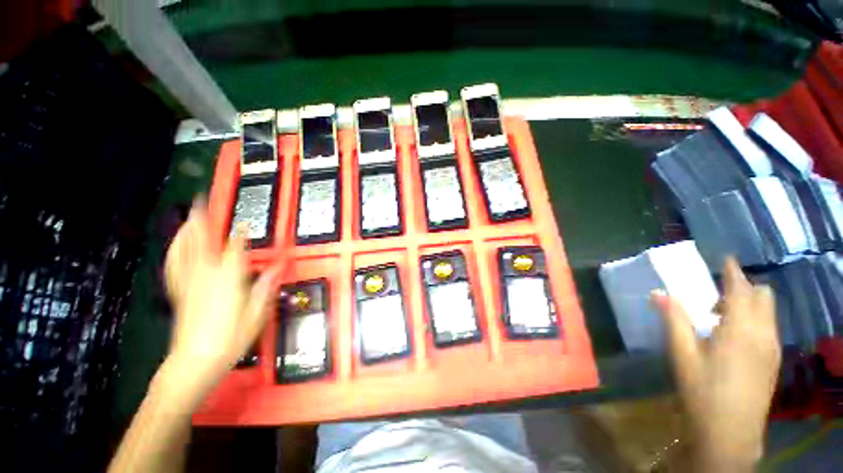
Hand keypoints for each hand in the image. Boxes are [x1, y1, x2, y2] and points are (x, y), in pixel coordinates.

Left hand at [161, 201, 278, 406]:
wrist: (195, 361)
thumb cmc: (229, 339)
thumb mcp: (256, 314)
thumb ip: (265, 287)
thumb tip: (276, 269)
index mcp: (227, 280)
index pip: (235, 250)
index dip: (240, 234)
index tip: (244, 222)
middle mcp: (205, 276)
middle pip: (202, 242)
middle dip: (202, 220)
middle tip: (201, 202)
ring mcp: (189, 283)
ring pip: (184, 251)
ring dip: (186, 231)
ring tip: (188, 217)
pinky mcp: (179, 292)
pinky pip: (174, 265)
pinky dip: (175, 251)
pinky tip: (176, 245)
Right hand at [651, 257, 780, 470]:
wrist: (730, 434)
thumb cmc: (702, 391)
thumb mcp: (682, 355)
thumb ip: (673, 320)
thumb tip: (659, 292)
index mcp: (741, 328)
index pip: (741, 289)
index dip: (733, 271)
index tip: (724, 258)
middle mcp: (763, 333)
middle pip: (763, 296)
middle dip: (742, 289)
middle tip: (714, 299)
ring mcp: (772, 348)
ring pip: (767, 312)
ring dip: (748, 305)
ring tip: (720, 319)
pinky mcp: (773, 361)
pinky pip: (768, 327)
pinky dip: (753, 320)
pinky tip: (732, 338)